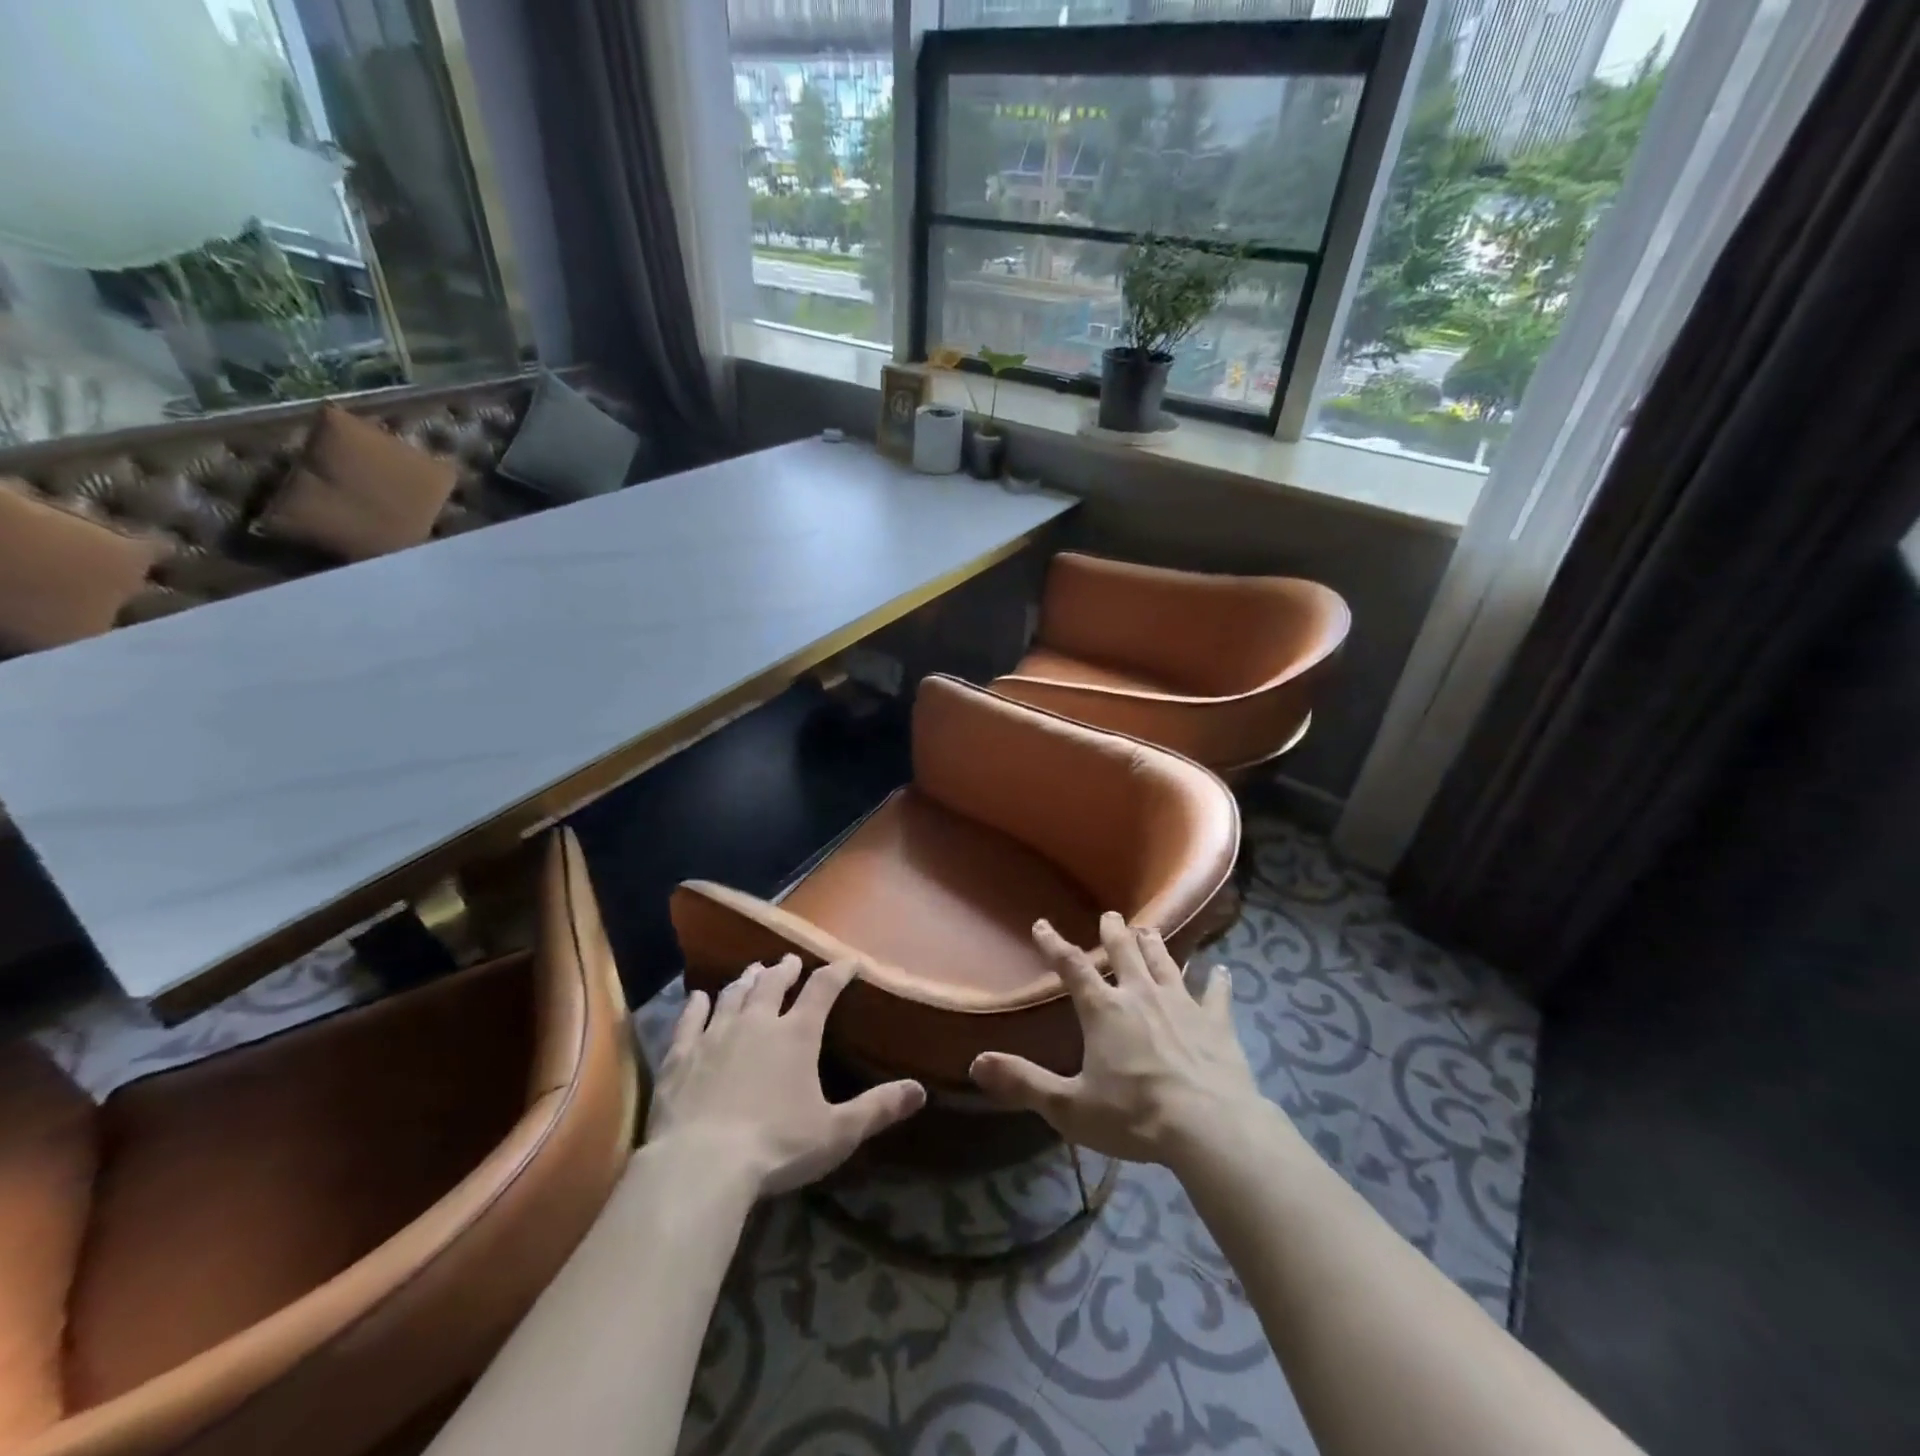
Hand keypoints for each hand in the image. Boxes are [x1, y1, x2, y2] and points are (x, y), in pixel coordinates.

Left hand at [647, 956, 925, 1196]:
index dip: (836, 973)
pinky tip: (698, 997)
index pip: (822, 990)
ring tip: (753, 971)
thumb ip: (878, 1108)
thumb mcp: (837, 1132)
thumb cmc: (777, 1146)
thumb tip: (920, 1090)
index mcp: (797, 1034)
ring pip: (733, 995)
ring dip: (746, 980)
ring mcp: (715, 1034)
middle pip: (773, 984)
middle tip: (790, 961)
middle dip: (785, 970)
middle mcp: (757, 1023)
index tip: (847, 962)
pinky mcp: (682, 1055)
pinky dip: (697, 1005)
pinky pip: (690, 1019)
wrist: (700, 1165)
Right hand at [970, 912, 1264, 1166]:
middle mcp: (1141, 995)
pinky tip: (1222, 969)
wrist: (1209, 1127)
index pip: (1071, 967)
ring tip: (1147, 929)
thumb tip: (977, 1063)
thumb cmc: (1134, 1116)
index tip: (1042, 924)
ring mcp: (1182, 1004)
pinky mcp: (1216, 1022)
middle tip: (1110, 915)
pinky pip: (1216, 994)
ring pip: (1165, 963)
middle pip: (1124, 953)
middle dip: (1113, 932)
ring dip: (1154, 945)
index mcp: (1104, 1010)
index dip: (1054, 944)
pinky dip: (1217, 981)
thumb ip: (1024, 1083)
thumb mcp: (1070, 1107)